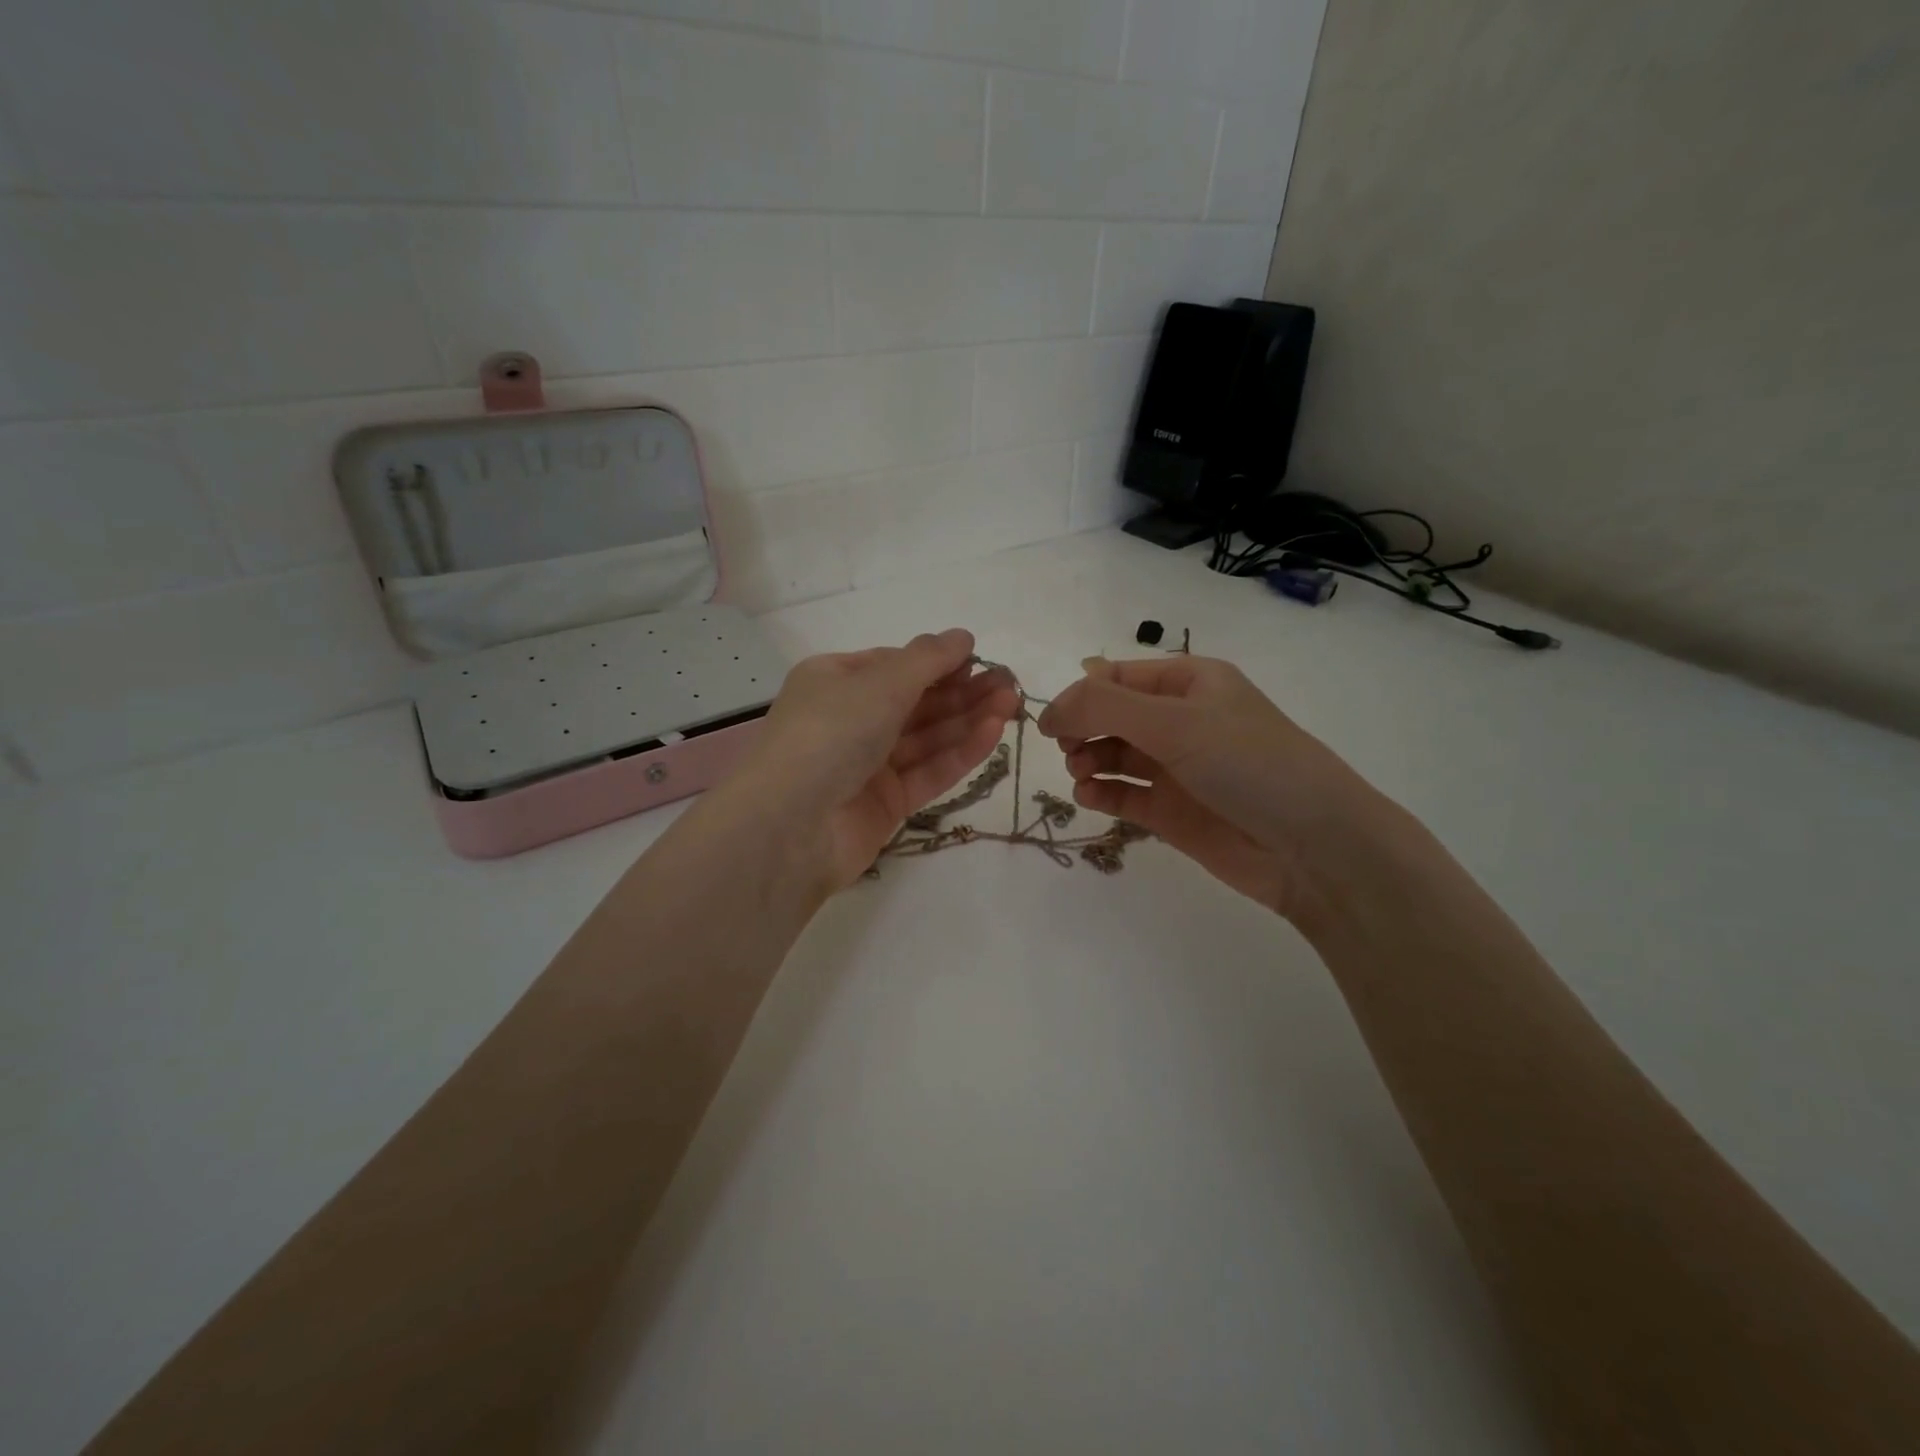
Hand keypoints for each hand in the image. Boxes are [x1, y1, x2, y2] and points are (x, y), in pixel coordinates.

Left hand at [732, 629, 1020, 890]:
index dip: (938, 662)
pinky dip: (959, 753)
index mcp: (834, 681)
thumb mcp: (880, 683)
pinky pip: (928, 771)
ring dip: (968, 719)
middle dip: (962, 691)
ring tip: (1011, 704)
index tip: (980, 659)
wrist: (792, 826)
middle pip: (915, 702)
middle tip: (1009, 684)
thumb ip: (927, 659)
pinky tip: (993, 734)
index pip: (894, 666)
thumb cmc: (831, 733)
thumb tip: (962, 636)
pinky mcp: (885, 804)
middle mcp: (849, 720)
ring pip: (926, 737)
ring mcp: (867, 765)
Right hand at [1037, 655, 1390, 925]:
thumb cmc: (1247, 764)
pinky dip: (1102, 793)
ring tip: (1081, 774)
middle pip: (1112, 715)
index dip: (1082, 694)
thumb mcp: (1175, 721)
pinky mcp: (1174, 812)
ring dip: (1089, 760)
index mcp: (1191, 682)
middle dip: (1083, 728)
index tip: (1052, 721)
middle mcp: (1182, 720)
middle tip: (1069, 749)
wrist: (1313, 847)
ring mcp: (1178, 768)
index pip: (1119, 676)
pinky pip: (1126, 794)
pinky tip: (1090, 797)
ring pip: (1115, 754)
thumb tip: (1050, 709)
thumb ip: (1104, 708)